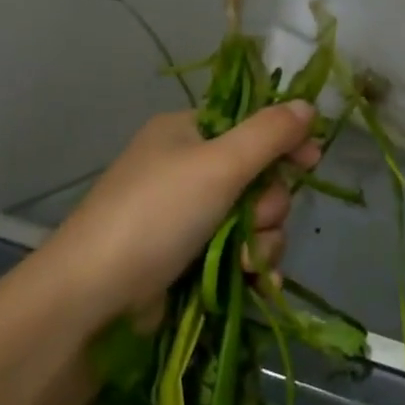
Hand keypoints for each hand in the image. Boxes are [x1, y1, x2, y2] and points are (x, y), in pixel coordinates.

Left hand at [44, 104, 319, 324]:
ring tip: (247, 261)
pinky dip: (252, 265)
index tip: (312, 161)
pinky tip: (260, 282)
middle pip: (257, 176)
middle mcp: (186, 169)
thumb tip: (307, 105)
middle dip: (269, 202)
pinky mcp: (188, 259)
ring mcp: (186, 217)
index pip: (249, 124)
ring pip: (253, 219)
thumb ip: (269, 134)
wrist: (93, 299)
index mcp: (186, 132)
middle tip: (257, 219)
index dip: (283, 142)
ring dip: (263, 240)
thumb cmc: (156, 215)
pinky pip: (238, 252)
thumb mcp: (218, 164)